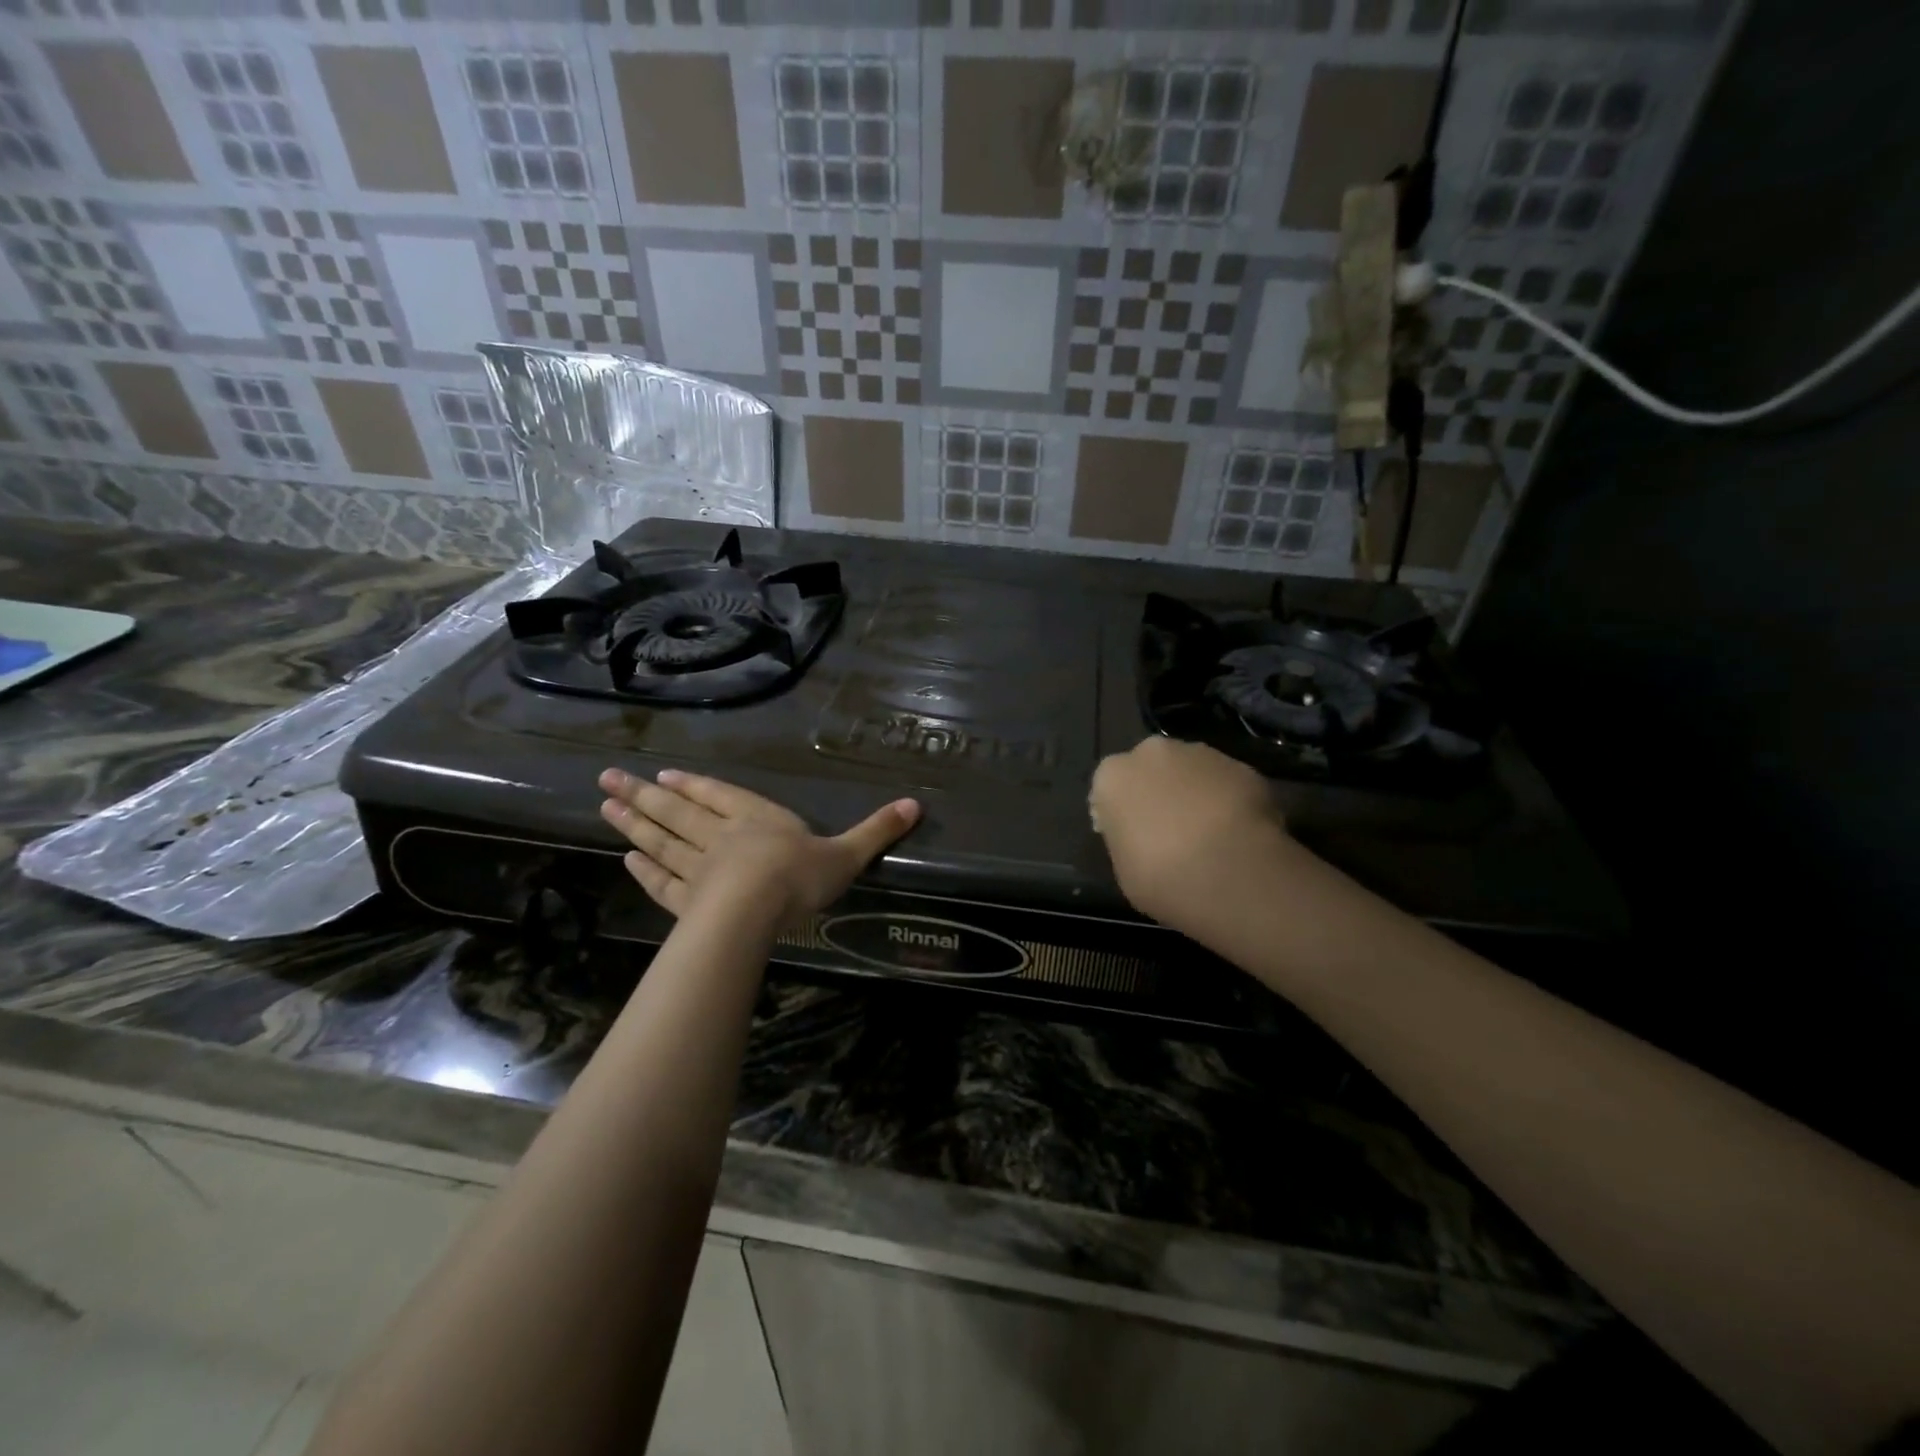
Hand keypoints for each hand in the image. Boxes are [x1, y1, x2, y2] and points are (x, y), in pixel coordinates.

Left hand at [598, 768, 918, 925]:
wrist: (754, 912)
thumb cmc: (799, 876)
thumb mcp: (847, 853)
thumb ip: (876, 830)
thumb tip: (916, 803)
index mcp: (757, 818)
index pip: (720, 795)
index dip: (694, 785)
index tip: (664, 774)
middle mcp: (720, 836)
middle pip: (676, 811)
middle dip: (643, 796)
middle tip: (606, 780)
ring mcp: (697, 869)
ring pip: (660, 841)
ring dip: (633, 824)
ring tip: (604, 807)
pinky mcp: (686, 902)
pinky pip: (661, 882)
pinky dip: (643, 870)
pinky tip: (626, 859)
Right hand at [1088, 737, 1291, 936]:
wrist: (1234, 874)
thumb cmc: (1162, 878)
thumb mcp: (1124, 870)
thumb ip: (1126, 839)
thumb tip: (1139, 835)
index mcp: (1113, 776)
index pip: (1108, 789)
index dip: (1121, 813)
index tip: (1132, 838)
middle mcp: (1152, 753)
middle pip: (1150, 770)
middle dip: (1158, 792)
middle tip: (1170, 831)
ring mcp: (1201, 754)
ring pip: (1190, 771)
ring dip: (1194, 792)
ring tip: (1210, 833)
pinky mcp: (1242, 765)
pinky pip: (1227, 783)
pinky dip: (1229, 800)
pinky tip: (1238, 833)